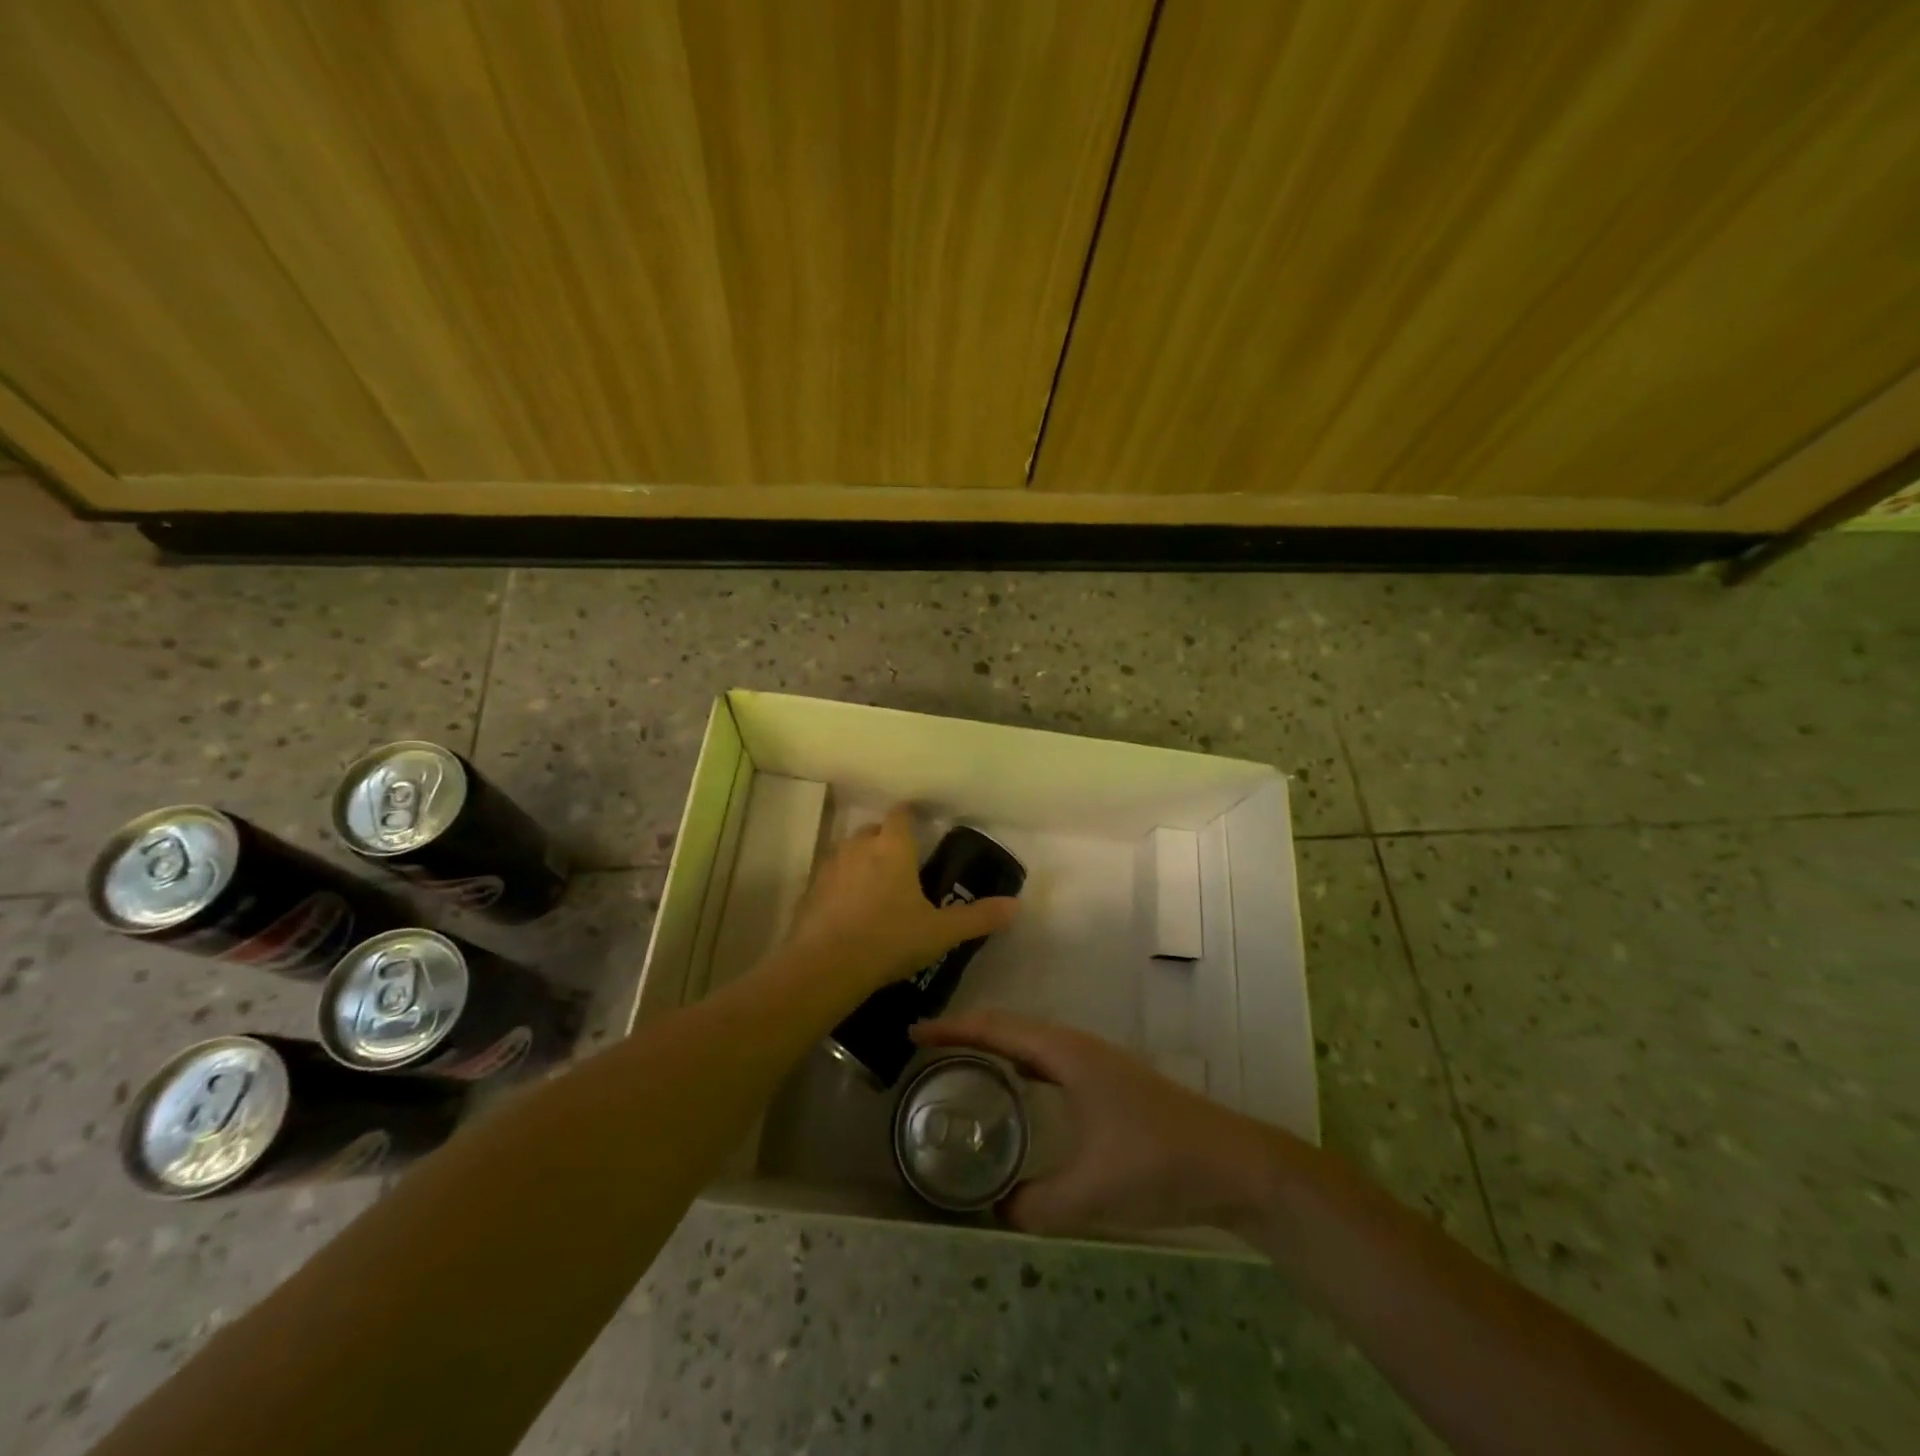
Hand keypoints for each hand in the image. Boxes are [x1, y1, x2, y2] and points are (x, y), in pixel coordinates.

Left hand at [785, 806, 1017, 996]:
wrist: (825, 966)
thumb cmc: (889, 939)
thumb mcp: (940, 932)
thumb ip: (978, 917)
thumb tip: (1016, 906)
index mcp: (892, 847)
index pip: (901, 814)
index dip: (910, 816)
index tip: (919, 826)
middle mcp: (858, 847)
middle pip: (873, 830)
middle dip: (886, 840)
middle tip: (902, 864)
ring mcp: (829, 867)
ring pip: (848, 852)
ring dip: (861, 862)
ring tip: (876, 887)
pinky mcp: (809, 891)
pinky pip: (829, 878)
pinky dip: (840, 887)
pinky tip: (849, 911)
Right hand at [913, 1010, 1275, 1234]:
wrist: (1232, 1163)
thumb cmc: (1159, 1163)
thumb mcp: (1092, 1192)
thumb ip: (1036, 1205)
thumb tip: (995, 1212)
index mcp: (1067, 1054)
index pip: (998, 1030)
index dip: (953, 1029)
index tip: (914, 1033)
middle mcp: (1076, 1047)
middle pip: (1010, 1027)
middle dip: (966, 1031)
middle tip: (925, 1047)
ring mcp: (1094, 1061)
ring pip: (1031, 1040)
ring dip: (994, 1043)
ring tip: (957, 1060)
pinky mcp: (1106, 1080)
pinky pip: (1048, 1059)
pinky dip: (1019, 1061)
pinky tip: (1015, 1085)